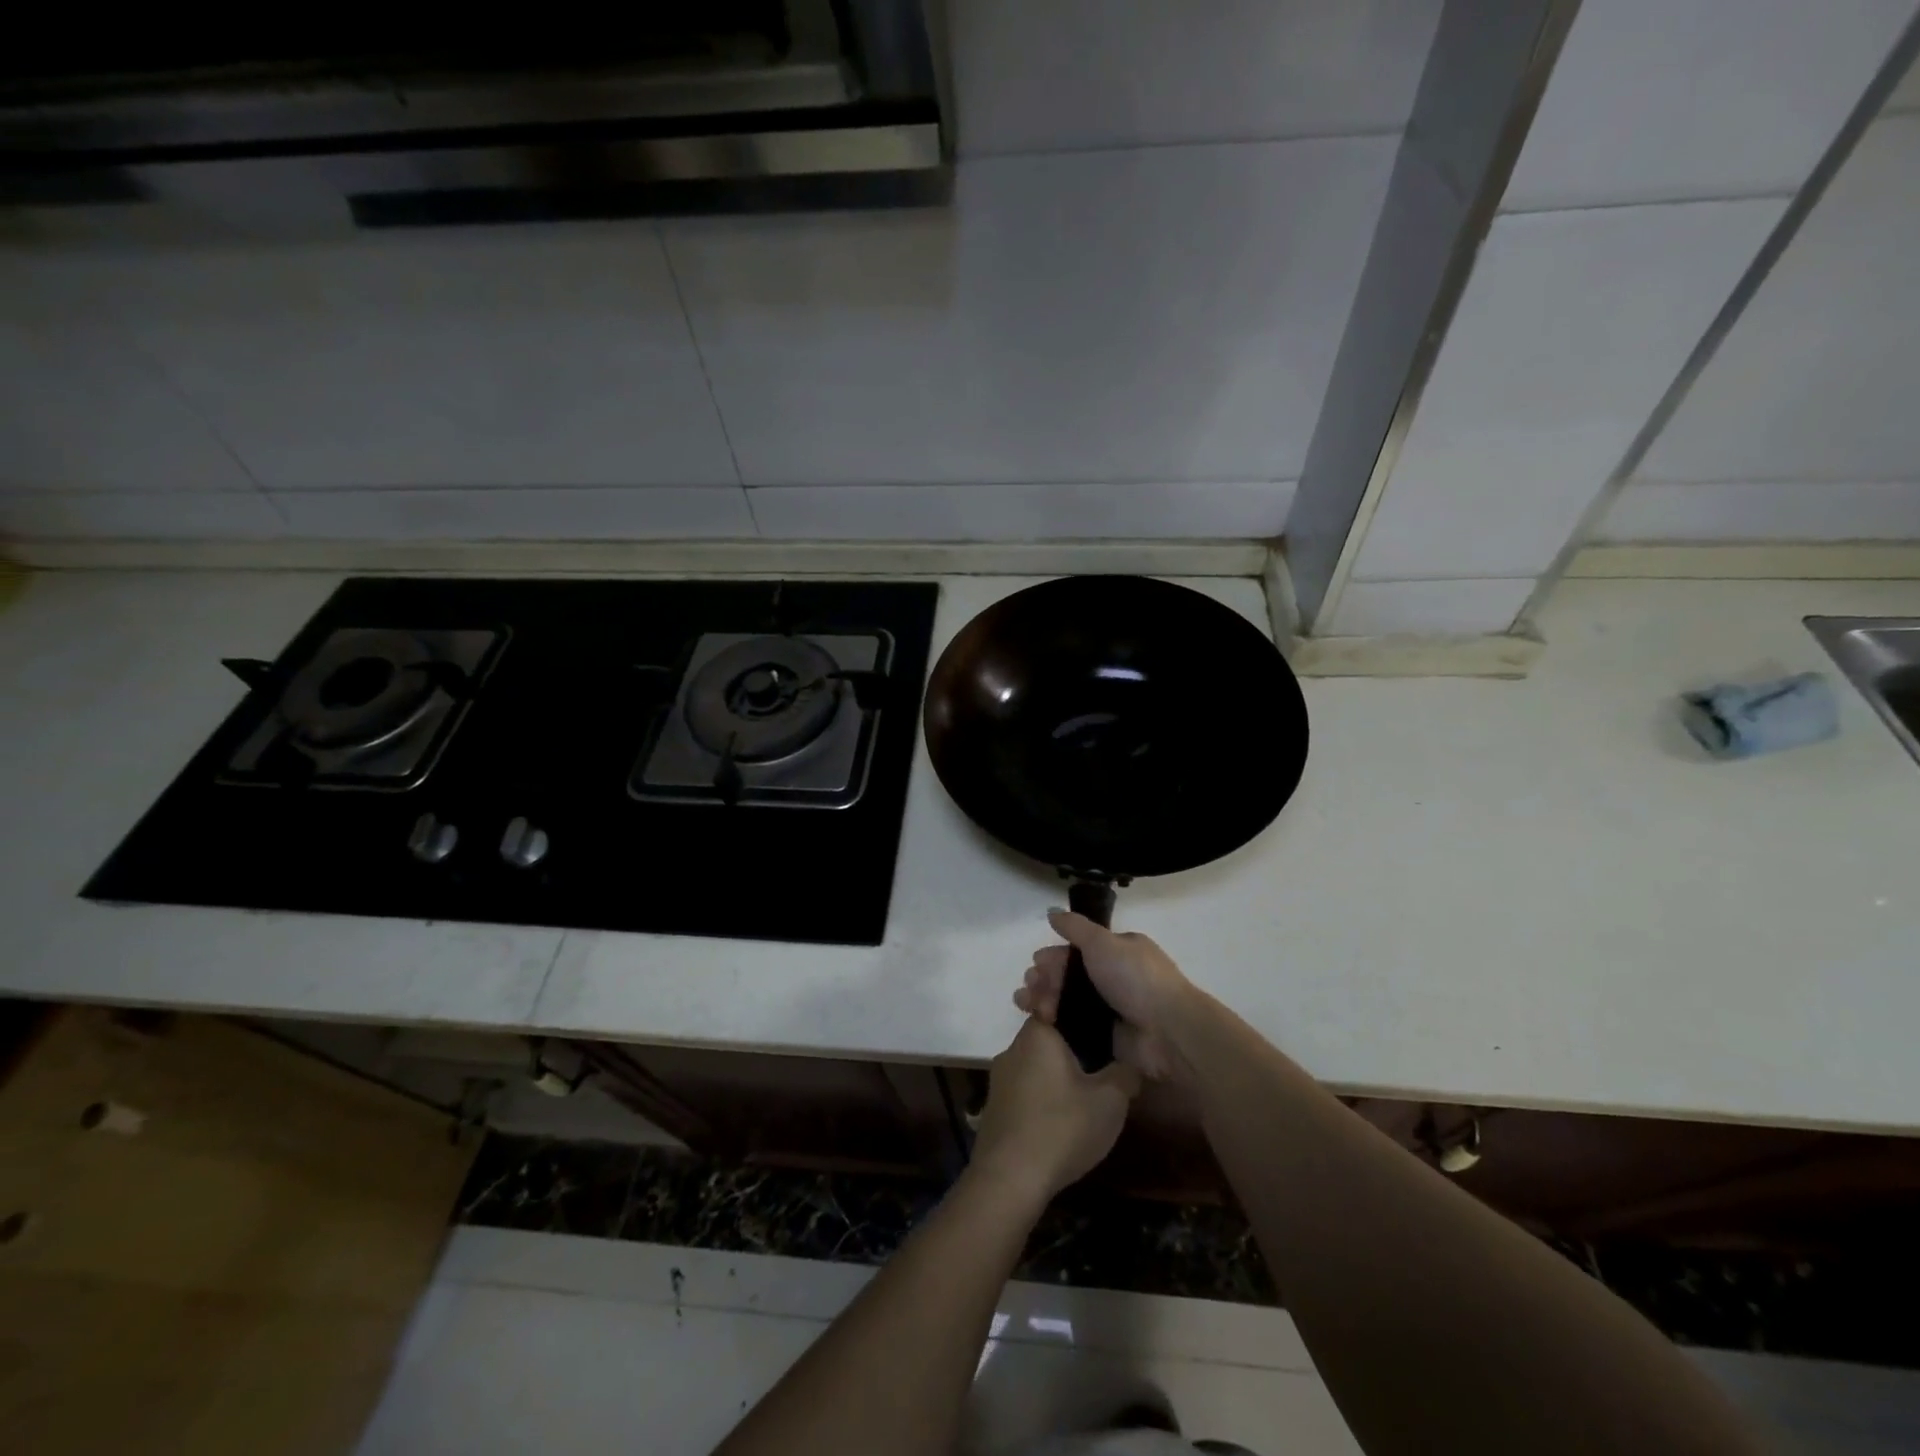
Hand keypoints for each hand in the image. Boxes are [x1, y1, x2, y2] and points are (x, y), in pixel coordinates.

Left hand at [969, 1017, 1140, 1204]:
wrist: (1009, 1178)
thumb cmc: (1062, 1127)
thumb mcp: (1109, 1101)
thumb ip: (1125, 1074)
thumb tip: (1131, 1062)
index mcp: (1038, 1034)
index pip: (1058, 1006)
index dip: (1082, 1016)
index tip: (1103, 1032)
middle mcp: (1013, 1048)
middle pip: (1048, 1039)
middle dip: (1073, 1052)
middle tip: (1101, 1071)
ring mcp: (999, 1078)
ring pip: (1035, 1067)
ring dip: (1056, 1078)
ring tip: (1083, 1100)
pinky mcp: (994, 1107)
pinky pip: (1024, 1092)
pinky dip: (1042, 1099)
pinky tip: (1059, 1122)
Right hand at [1016, 909, 1194, 1081]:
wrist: (1167, 1031)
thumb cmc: (1135, 978)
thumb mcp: (1103, 943)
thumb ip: (1075, 928)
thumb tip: (1051, 912)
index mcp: (1118, 951)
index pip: (1078, 950)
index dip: (1055, 955)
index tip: (1036, 962)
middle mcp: (1114, 977)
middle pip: (1069, 975)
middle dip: (1046, 978)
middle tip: (1029, 985)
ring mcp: (1110, 1009)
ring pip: (1068, 1001)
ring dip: (1044, 997)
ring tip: (1026, 1002)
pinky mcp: (1106, 1036)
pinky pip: (1074, 1026)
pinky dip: (1054, 1022)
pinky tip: (1038, 1019)